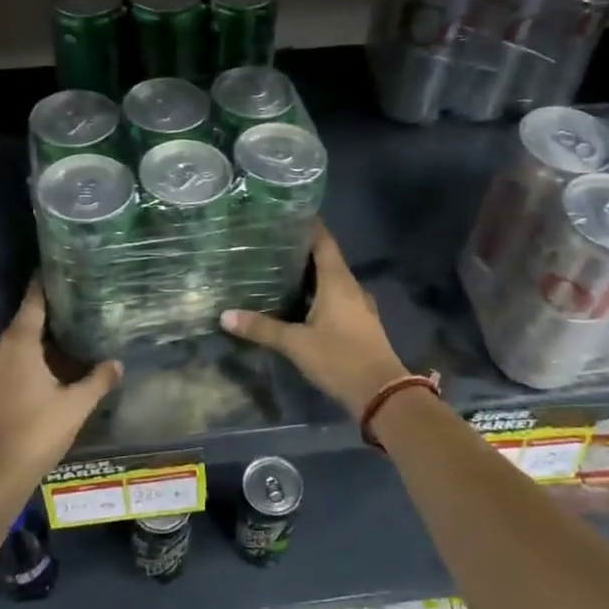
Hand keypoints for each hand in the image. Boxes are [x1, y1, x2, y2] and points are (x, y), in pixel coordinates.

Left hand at [0, 283, 122, 483]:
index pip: (33, 303)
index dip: (44, 286)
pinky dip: (19, 365)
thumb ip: (98, 380)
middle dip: (44, 320)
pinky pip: (2, 367)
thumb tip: (117, 363)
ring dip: (31, 346)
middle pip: (22, 325)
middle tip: (71, 315)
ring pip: (11, 348)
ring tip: (58, 347)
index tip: (55, 272)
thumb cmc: (37, 432)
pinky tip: (37, 378)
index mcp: (19, 344)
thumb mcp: (76, 406)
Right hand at [220, 224, 408, 419]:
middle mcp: (351, 286)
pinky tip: (299, 301)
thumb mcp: (296, 343)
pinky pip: (336, 297)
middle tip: (271, 243)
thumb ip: (262, 328)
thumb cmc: (340, 358)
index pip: (323, 241)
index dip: (307, 225)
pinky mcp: (359, 323)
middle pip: (326, 258)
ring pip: (331, 280)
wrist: (383, 394)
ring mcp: (358, 306)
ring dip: (310, 274)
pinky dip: (318, 293)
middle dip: (301, 250)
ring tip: (279, 269)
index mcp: (338, 281)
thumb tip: (225, 315)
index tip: (285, 214)